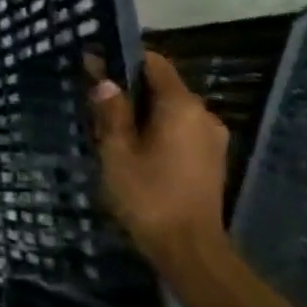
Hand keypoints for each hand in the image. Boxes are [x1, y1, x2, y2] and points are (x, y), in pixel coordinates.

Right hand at [89, 51, 228, 260]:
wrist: (188, 248)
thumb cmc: (147, 195)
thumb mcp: (116, 151)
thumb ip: (111, 111)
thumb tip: (104, 80)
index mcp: (180, 106)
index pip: (153, 62)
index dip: (123, 59)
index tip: (94, 65)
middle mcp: (203, 114)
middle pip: (162, 86)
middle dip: (129, 88)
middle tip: (95, 102)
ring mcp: (212, 137)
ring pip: (171, 109)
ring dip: (143, 111)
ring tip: (111, 128)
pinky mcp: (212, 158)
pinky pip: (181, 129)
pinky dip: (158, 129)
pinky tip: (136, 148)